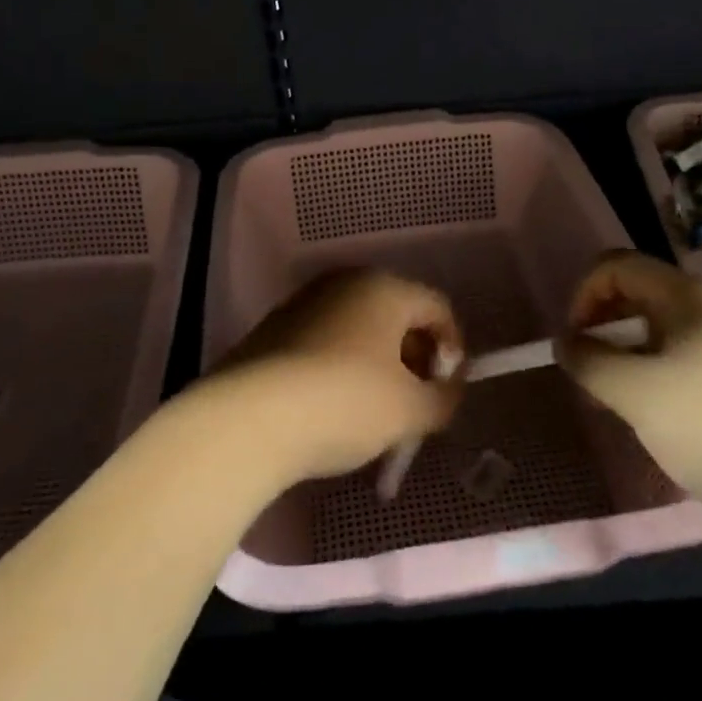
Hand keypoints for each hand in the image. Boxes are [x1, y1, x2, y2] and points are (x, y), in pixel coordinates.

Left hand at [208, 269, 465, 481]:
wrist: (248, 418)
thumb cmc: (345, 402)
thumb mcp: (410, 410)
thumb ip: (443, 399)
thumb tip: (448, 391)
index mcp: (384, 287)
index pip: (437, 308)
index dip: (453, 349)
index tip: (446, 391)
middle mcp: (344, 282)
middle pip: (396, 316)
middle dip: (413, 360)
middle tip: (414, 404)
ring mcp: (303, 303)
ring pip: (358, 330)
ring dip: (376, 366)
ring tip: (374, 414)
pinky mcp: (272, 329)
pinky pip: (324, 343)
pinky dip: (340, 368)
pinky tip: (332, 409)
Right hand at [557, 251, 701, 502]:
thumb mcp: (632, 391)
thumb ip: (588, 360)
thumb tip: (565, 343)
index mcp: (685, 295)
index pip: (616, 265)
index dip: (583, 294)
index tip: (573, 341)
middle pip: (637, 292)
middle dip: (601, 323)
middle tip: (588, 368)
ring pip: (658, 328)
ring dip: (624, 351)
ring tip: (614, 396)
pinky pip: (681, 356)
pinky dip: (652, 371)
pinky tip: (652, 412)